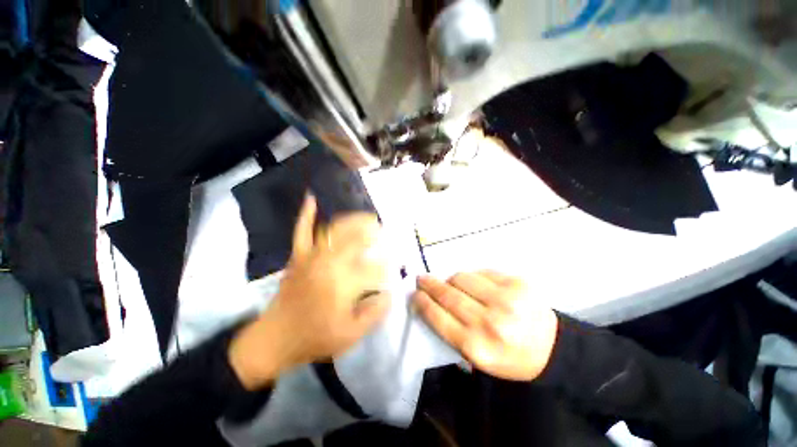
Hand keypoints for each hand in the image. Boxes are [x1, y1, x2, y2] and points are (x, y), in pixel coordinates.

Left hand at [230, 194, 389, 389]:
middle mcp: (328, 262)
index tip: (392, 266)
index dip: (386, 265)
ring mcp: (311, 256)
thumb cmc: (315, 337)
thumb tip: (390, 293)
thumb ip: (375, 313)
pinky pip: (301, 231)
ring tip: (366, 217)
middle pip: (356, 238)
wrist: (274, 339)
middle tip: (383, 230)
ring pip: (334, 229)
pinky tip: (311, 199)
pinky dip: (306, 214)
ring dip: (353, 220)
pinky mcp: (298, 256)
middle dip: (372, 231)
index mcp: (343, 282)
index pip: (373, 266)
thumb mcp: (351, 334)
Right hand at [413, 272, 557, 380]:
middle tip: (421, 279)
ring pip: (462, 278)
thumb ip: (451, 332)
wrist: (551, 349)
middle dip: (430, 285)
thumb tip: (430, 303)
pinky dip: (474, 276)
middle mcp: (490, 322)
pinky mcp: (518, 283)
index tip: (414, 294)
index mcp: (477, 347)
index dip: (422, 302)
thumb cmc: (507, 356)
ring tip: (452, 283)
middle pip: (448, 295)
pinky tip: (476, 284)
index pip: (438, 318)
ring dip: (452, 279)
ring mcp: (506, 299)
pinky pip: (482, 271)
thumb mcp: (476, 358)